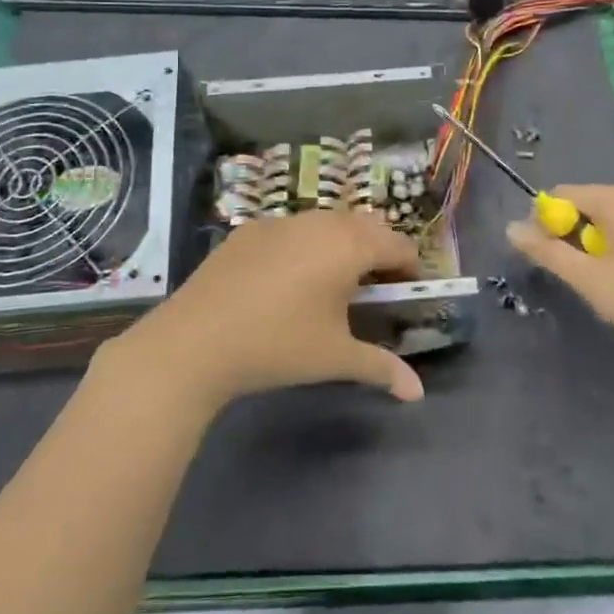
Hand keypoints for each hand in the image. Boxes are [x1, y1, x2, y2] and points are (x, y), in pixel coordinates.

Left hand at [107, 211, 425, 413]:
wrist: (196, 339)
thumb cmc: (279, 345)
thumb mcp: (335, 358)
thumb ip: (381, 368)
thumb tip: (418, 393)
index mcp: (349, 245)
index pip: (398, 244)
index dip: (410, 268)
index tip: (407, 294)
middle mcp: (319, 221)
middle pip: (366, 225)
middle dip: (379, 251)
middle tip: (376, 288)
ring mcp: (281, 221)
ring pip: (327, 222)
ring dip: (342, 244)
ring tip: (334, 283)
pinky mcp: (250, 229)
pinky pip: (292, 229)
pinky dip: (305, 244)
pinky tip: (287, 280)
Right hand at [505, 183, 613, 369]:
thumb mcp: (589, 280)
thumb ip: (547, 252)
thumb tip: (510, 228)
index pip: (561, 194)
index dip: (545, 222)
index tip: (546, 257)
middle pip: (585, 204)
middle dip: (570, 236)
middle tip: (575, 276)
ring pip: (608, 220)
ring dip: (594, 246)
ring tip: (602, 284)